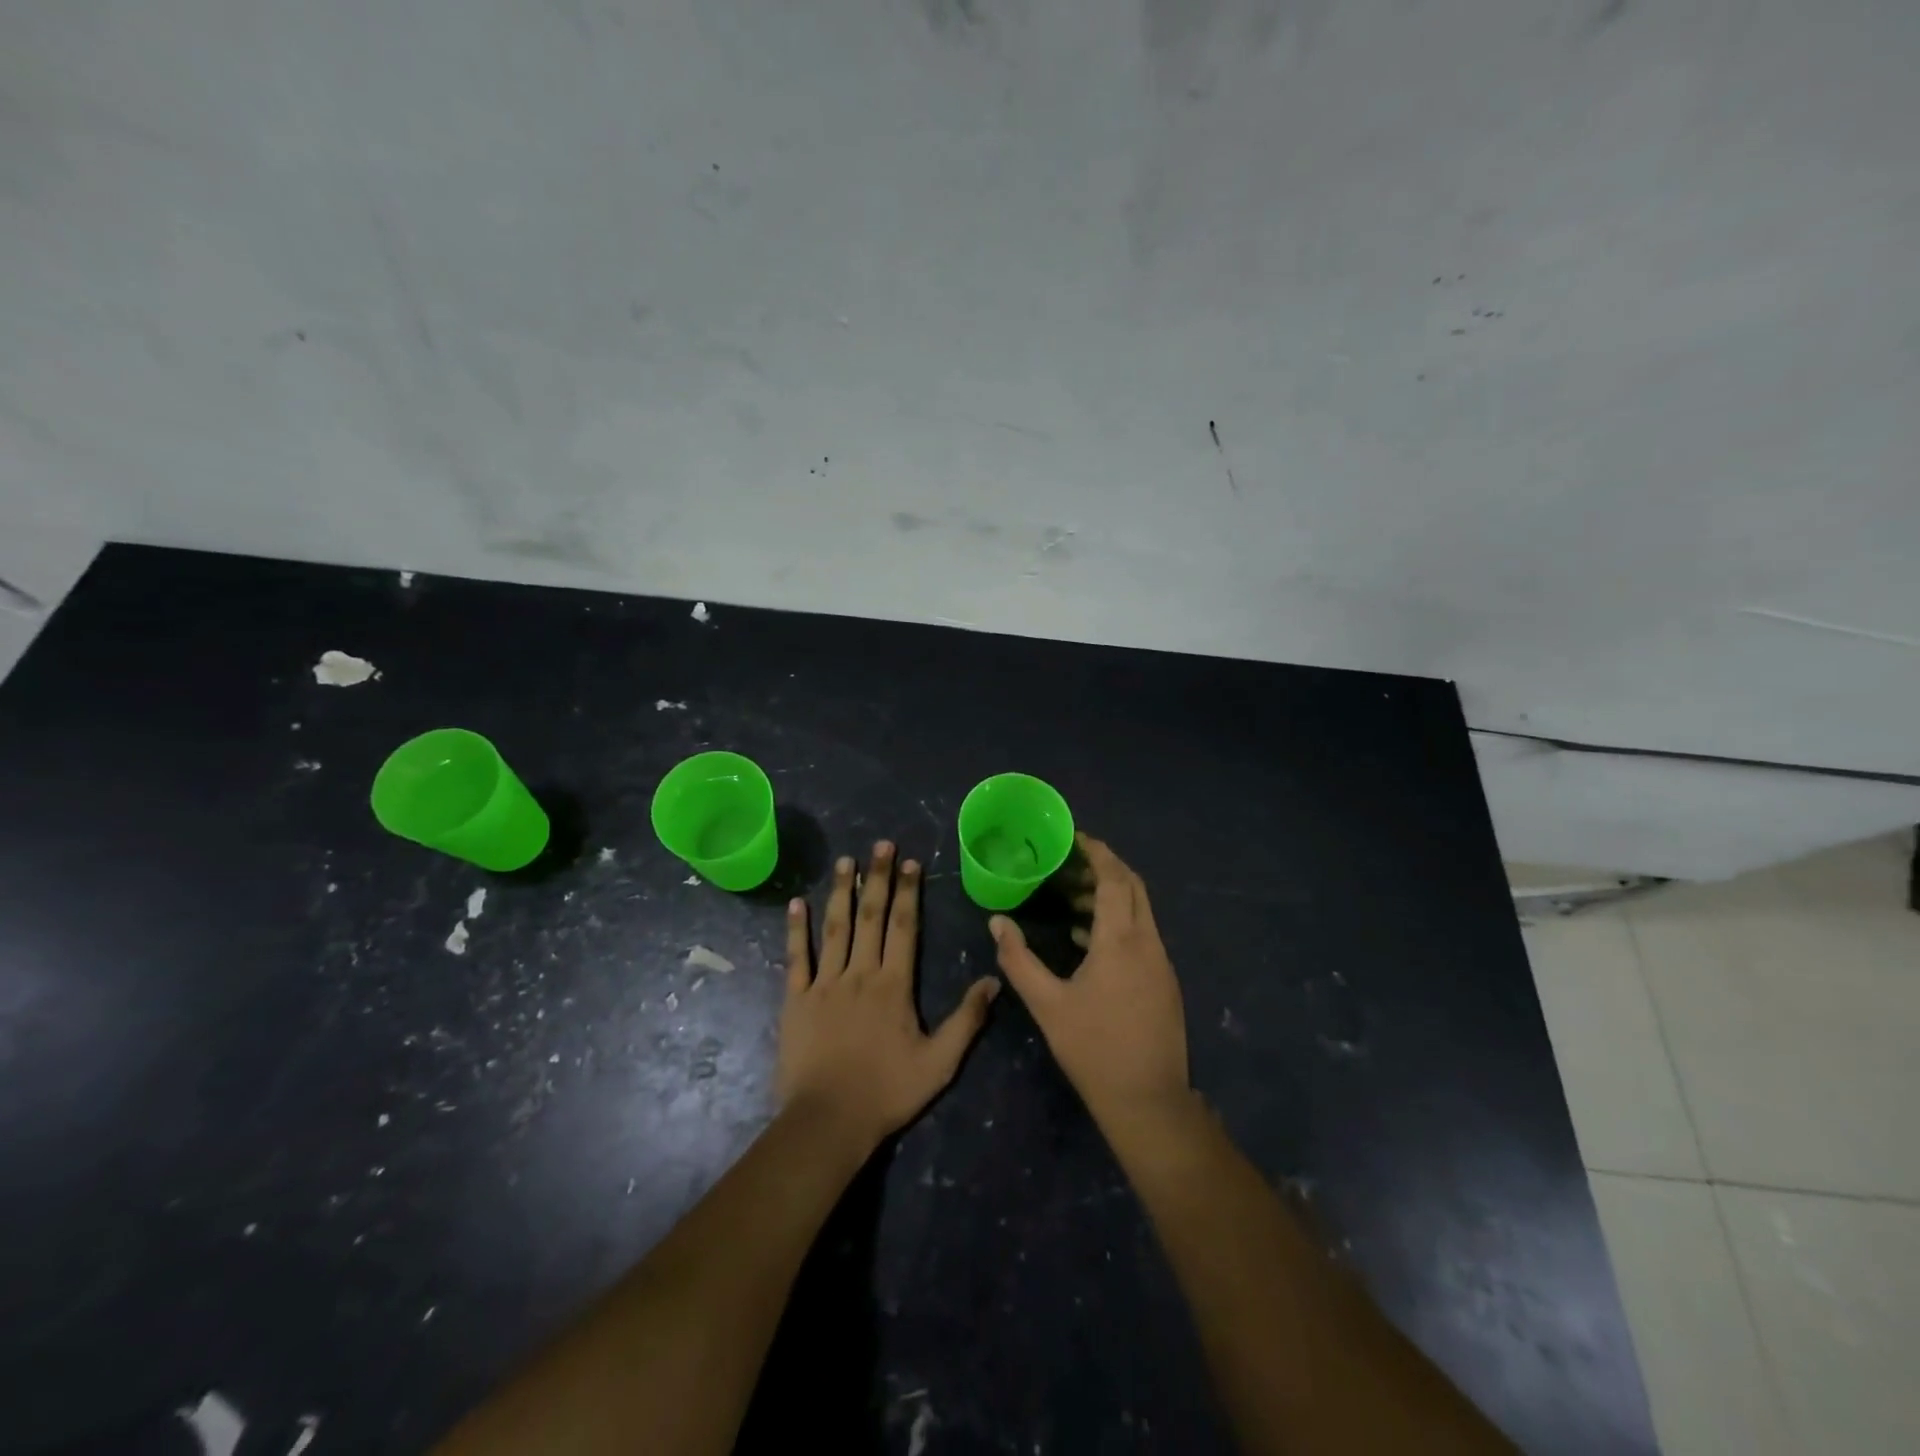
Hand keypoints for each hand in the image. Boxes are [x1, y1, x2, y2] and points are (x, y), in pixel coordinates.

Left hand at [779, 840, 1001, 1149]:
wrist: (828, 1121)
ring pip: (834, 928)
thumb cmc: (887, 1091)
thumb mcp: (939, 1063)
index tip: (911, 862)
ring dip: (840, 892)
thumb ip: (966, 1020)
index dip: (909, 892)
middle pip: (871, 916)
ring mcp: (824, 983)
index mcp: (894, 984)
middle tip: (881, 844)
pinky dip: (796, 930)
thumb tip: (993, 980)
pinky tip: (796, 904)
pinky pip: (797, 958)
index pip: (904, 927)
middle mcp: (860, 973)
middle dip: (877, 878)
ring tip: (844, 861)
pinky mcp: (796, 999)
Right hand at [990, 833, 1188, 1120]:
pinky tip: (1087, 940)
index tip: (1074, 838)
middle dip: (1104, 867)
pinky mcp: (1164, 981)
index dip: (1097, 853)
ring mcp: (1161, 962)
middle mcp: (1148, 942)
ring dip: (1110, 895)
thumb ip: (1018, 960)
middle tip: (1069, 863)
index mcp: (1121, 940)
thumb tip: (997, 922)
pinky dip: (1118, 921)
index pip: (1114, 878)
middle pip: (1133, 886)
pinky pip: (1143, 933)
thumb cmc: (1093, 1048)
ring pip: (1140, 910)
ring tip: (1071, 898)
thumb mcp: (1047, 1004)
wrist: (1148, 1100)